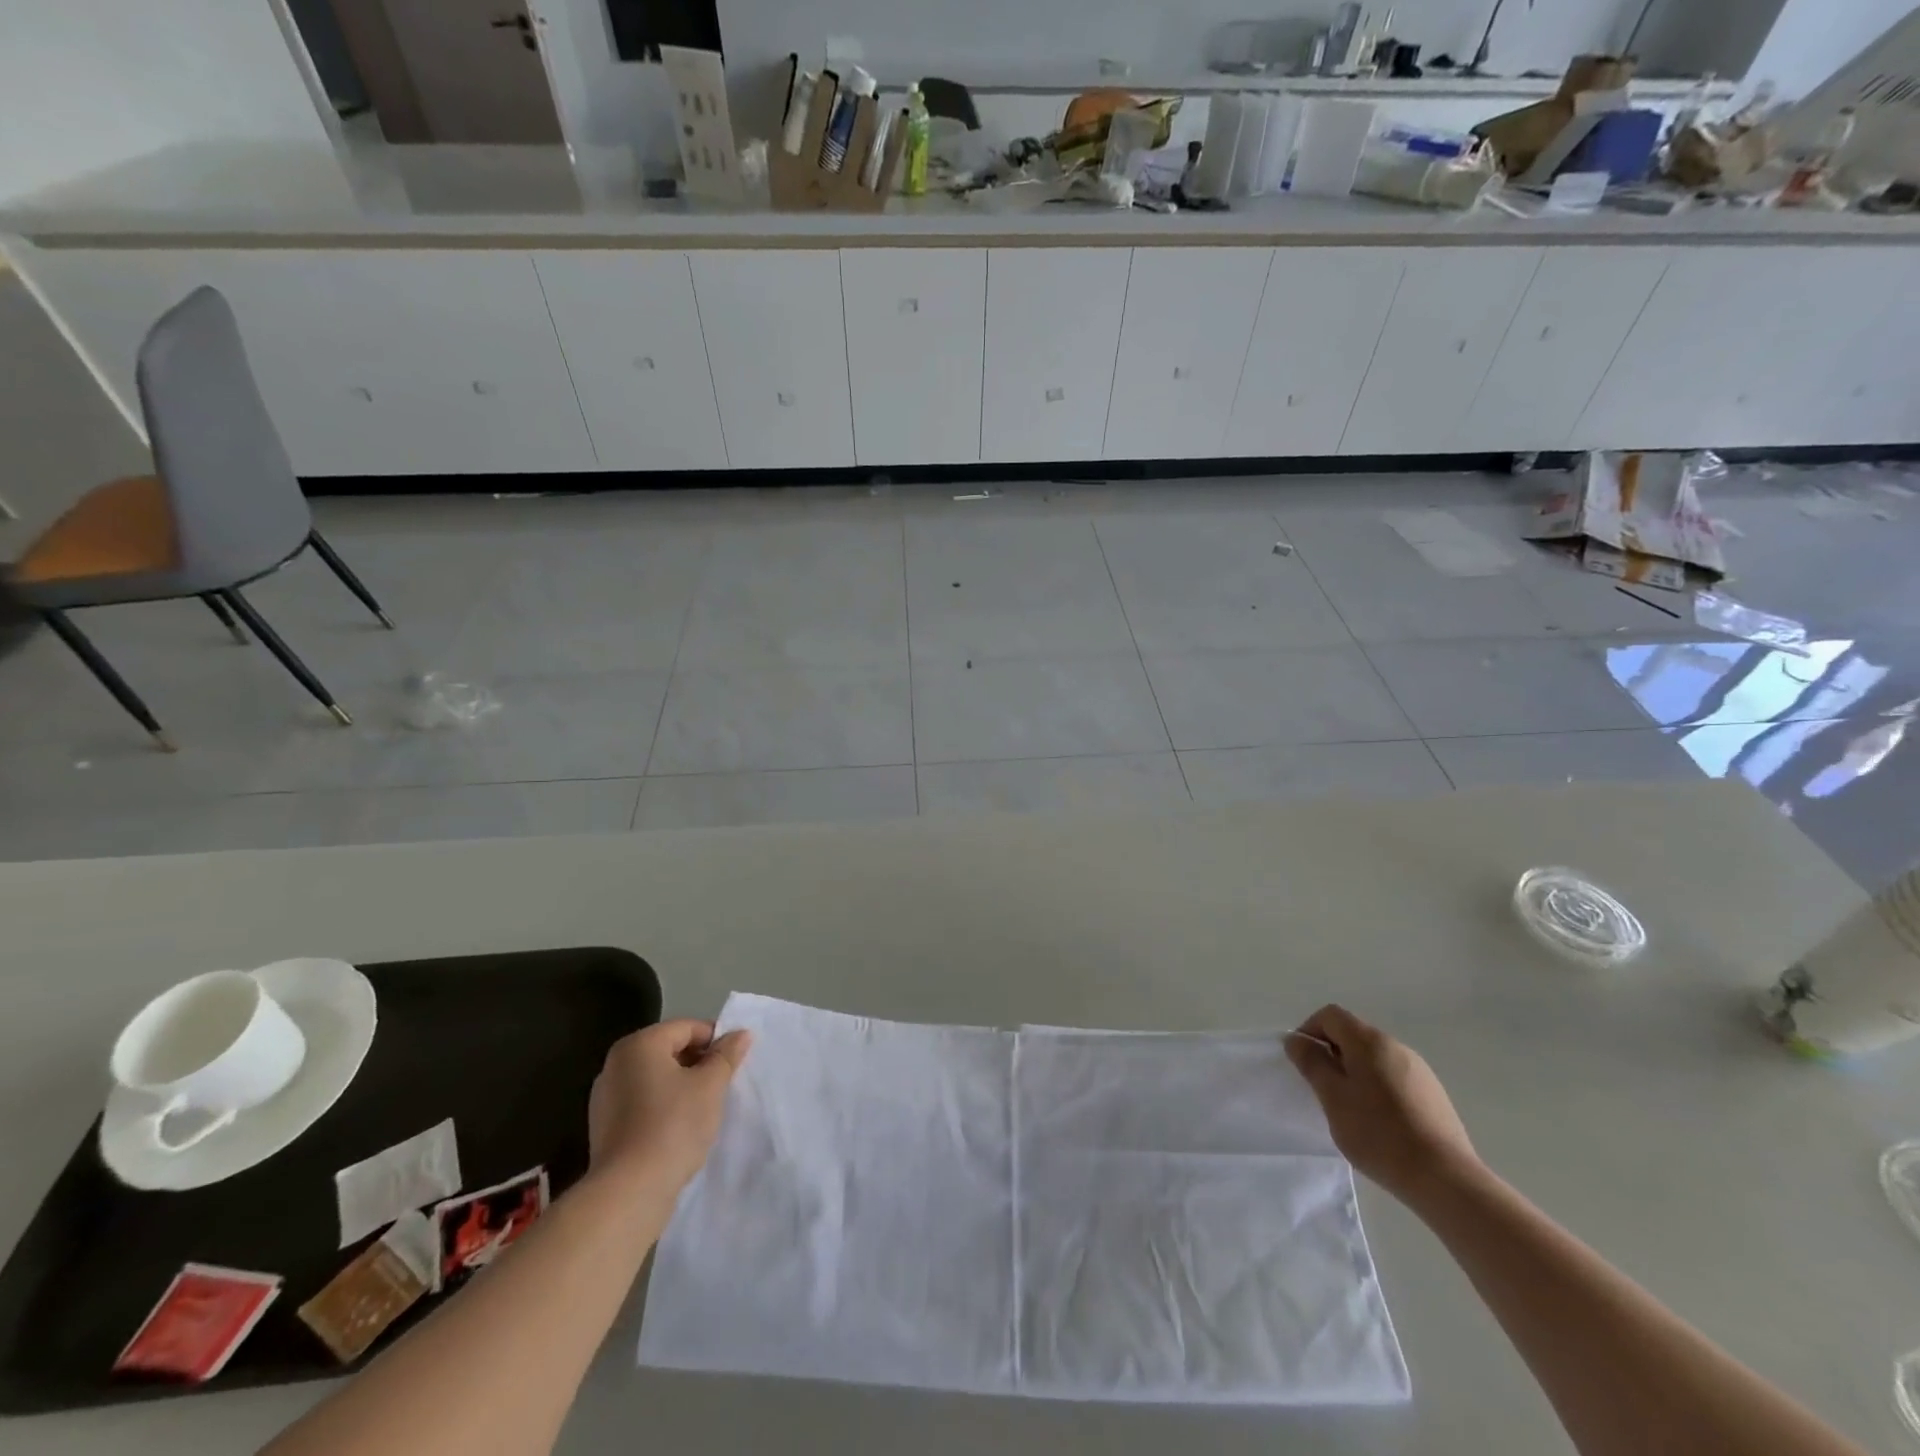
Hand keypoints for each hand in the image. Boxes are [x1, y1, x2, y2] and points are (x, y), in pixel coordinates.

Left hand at [587, 1019, 751, 1194]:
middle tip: (723, 1084)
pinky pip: (642, 1103)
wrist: (629, 1192)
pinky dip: (663, 1107)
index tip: (735, 1062)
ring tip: (705, 1108)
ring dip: (682, 1086)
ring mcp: (605, 1097)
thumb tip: (740, 1034)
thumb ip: (726, 1055)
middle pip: (669, 1050)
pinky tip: (681, 1128)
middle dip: (699, 1063)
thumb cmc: (673, 1126)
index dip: (716, 1040)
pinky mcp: (604, 1127)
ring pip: (656, 1078)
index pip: (687, 1028)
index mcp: (639, 1045)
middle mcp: (616, 1064)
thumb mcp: (710, 1085)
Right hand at [1286, 1004, 1479, 1205]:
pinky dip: (1377, 1088)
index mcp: (1370, 1041)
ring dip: (1354, 1072)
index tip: (1303, 1061)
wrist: (1445, 1179)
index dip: (1310, 1030)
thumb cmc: (1379, 1134)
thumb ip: (1312, 1063)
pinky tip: (1379, 1122)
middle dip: (1332, 1053)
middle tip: (1323, 1088)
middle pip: (1354, 1035)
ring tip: (1350, 1109)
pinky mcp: (1434, 1095)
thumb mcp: (1333, 1098)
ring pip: (1374, 1058)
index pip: (1331, 1015)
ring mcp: (1420, 1071)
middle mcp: (1397, 1047)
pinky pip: (1394, 1078)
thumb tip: (1297, 1040)